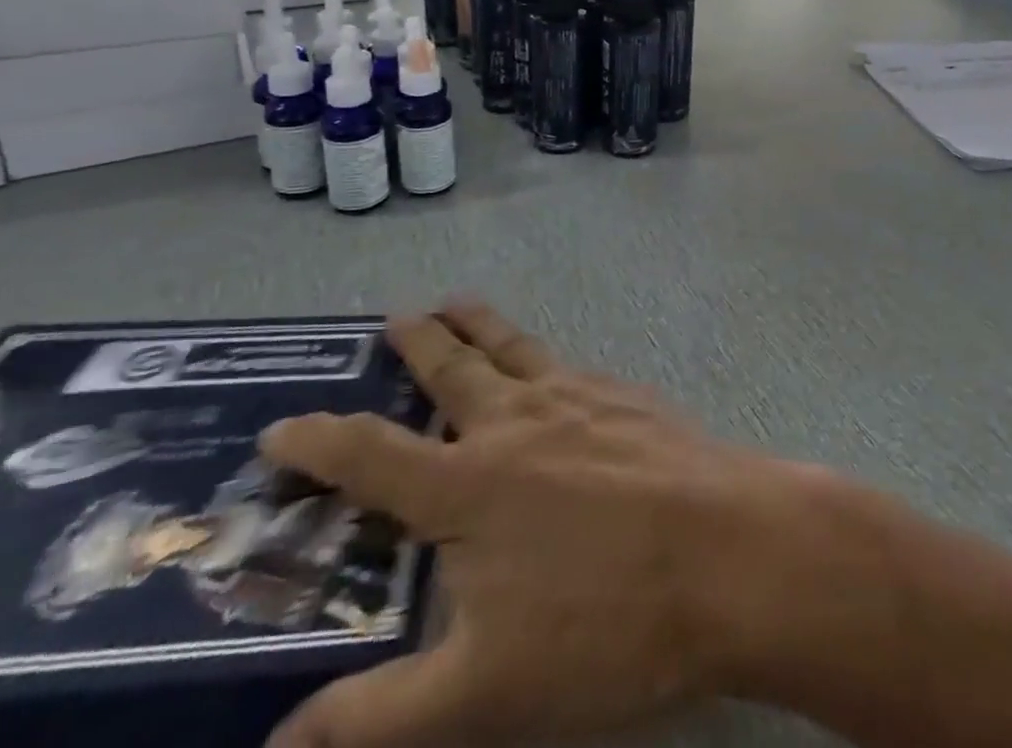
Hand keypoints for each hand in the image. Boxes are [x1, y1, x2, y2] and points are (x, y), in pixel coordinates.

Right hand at [260, 302, 813, 747]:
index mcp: (470, 481)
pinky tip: (548, 366)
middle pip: (452, 366)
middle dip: (416, 341)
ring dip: (478, 323)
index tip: (280, 427)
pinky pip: (565, 361)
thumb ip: (377, 719)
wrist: (731, 552)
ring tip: (457, 304)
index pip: (370, 455)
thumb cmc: (608, 619)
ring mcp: (577, 396)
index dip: (318, 442)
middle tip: (396, 317)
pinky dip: (538, 354)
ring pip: (512, 344)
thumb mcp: (485, 690)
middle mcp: (517, 419)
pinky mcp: (625, 394)